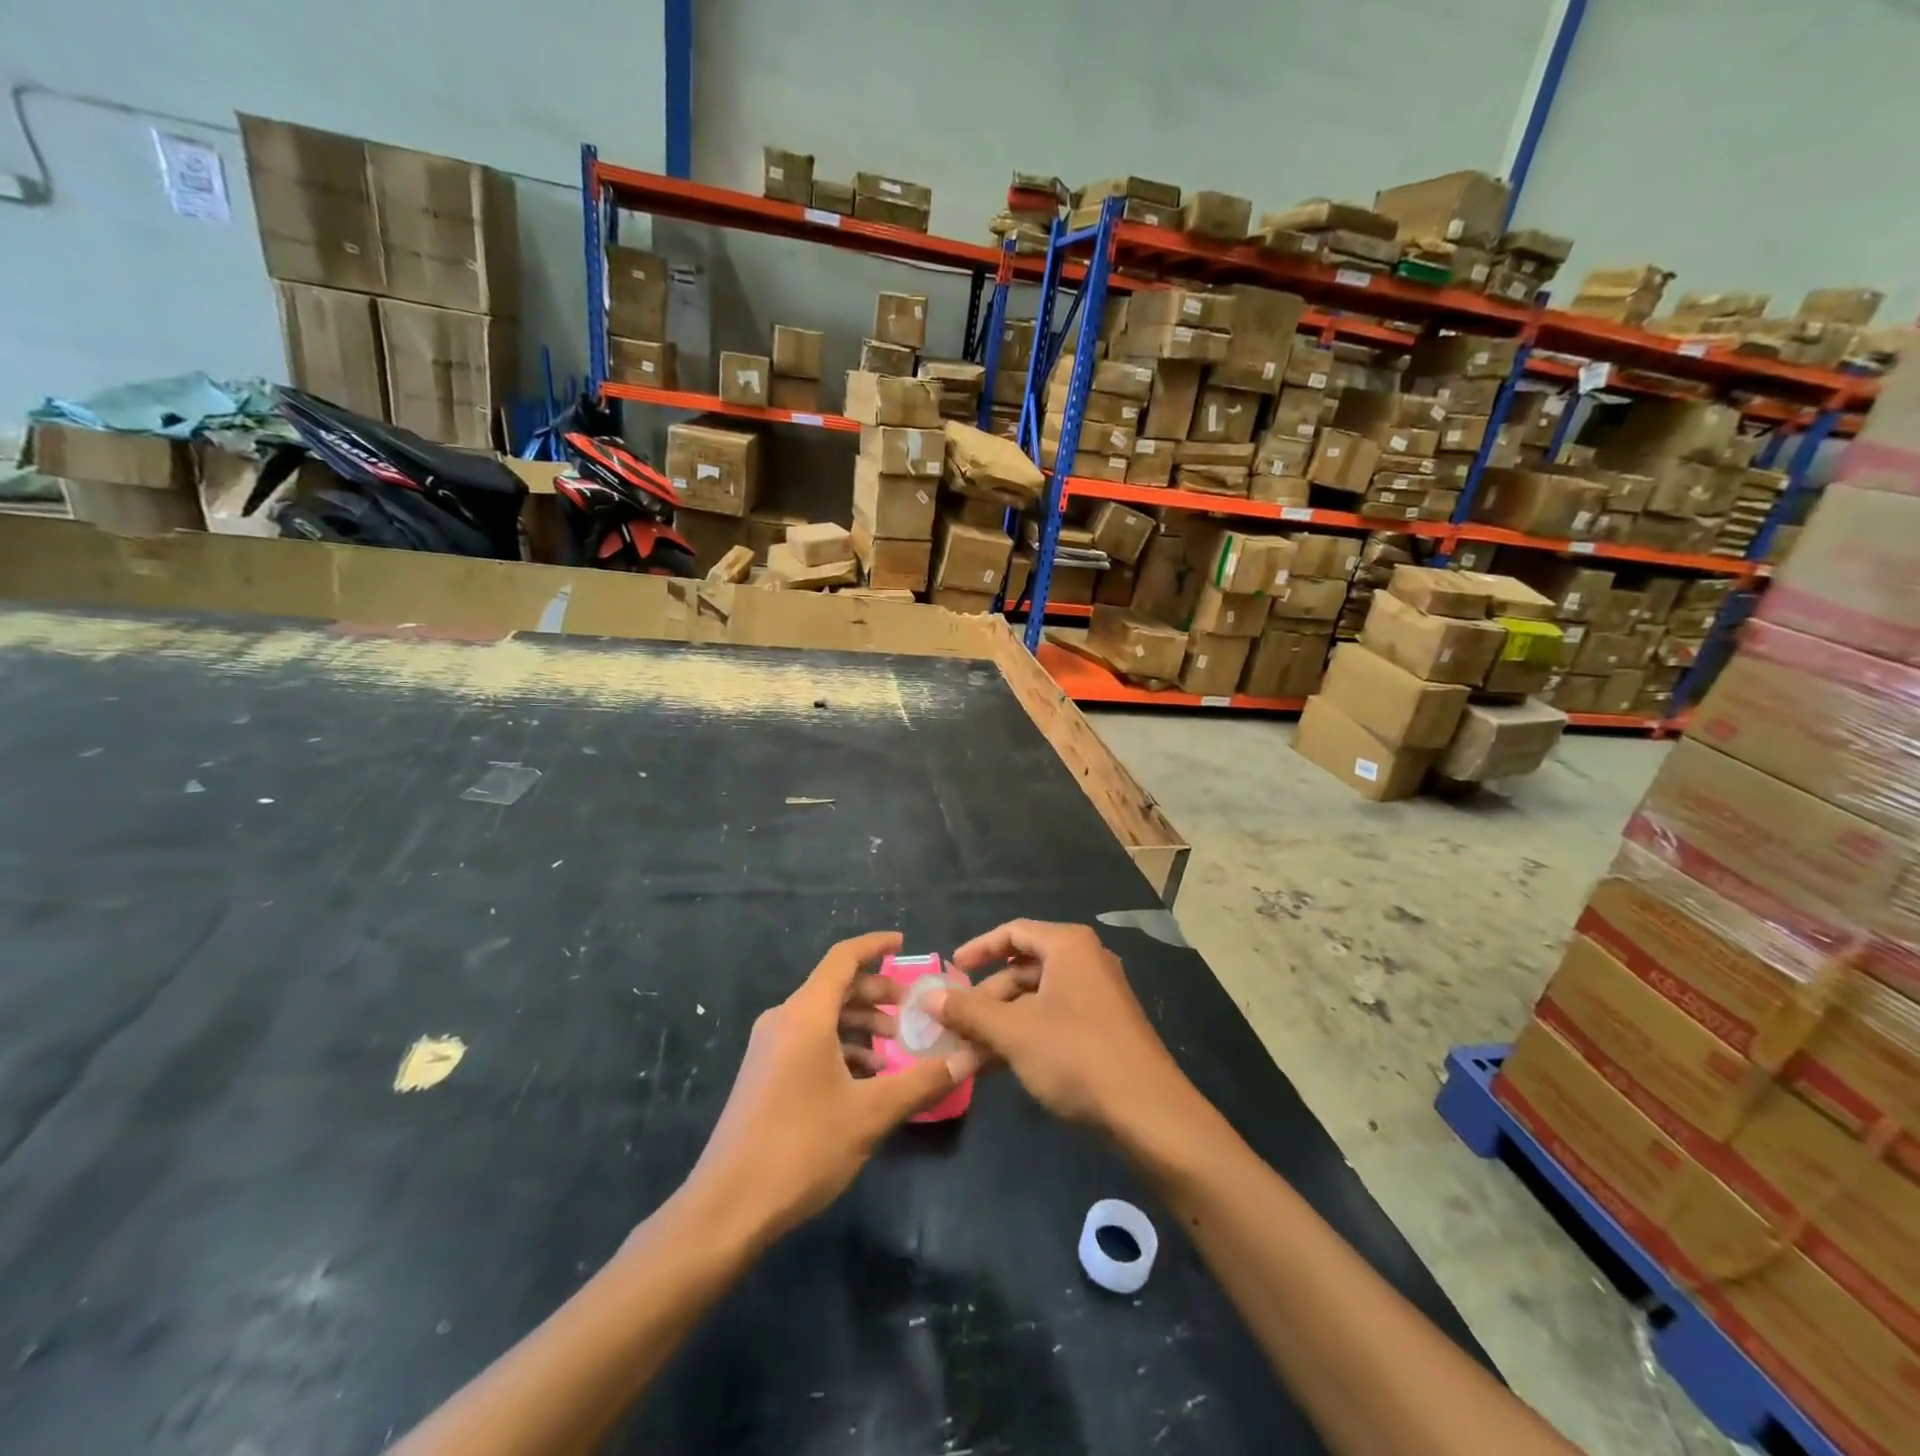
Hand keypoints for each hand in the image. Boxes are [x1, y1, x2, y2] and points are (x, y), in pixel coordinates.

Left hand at [685, 932, 979, 1244]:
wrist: (726, 1207)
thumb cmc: (801, 1147)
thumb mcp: (870, 1114)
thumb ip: (921, 1081)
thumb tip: (968, 1058)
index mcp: (805, 1014)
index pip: (843, 958)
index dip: (874, 946)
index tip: (904, 943)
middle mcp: (784, 1019)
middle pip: (836, 987)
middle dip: (877, 994)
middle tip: (914, 1012)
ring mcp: (769, 1048)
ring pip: (823, 1017)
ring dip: (861, 1025)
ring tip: (896, 1050)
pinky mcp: (763, 1074)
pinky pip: (809, 1041)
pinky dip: (841, 1047)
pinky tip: (865, 1080)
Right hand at [928, 920, 1198, 1144]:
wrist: (1149, 1114)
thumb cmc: (1076, 1056)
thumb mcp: (1014, 1033)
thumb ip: (968, 1012)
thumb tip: (927, 997)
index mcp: (1069, 947)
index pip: (1014, 933)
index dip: (978, 949)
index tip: (950, 970)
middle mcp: (1085, 962)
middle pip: (1023, 969)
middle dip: (985, 998)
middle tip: (954, 1024)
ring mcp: (1097, 997)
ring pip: (1035, 1000)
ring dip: (1000, 1023)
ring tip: (966, 1053)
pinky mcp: (1102, 1029)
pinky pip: (1052, 1020)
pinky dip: (1023, 1036)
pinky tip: (995, 1067)